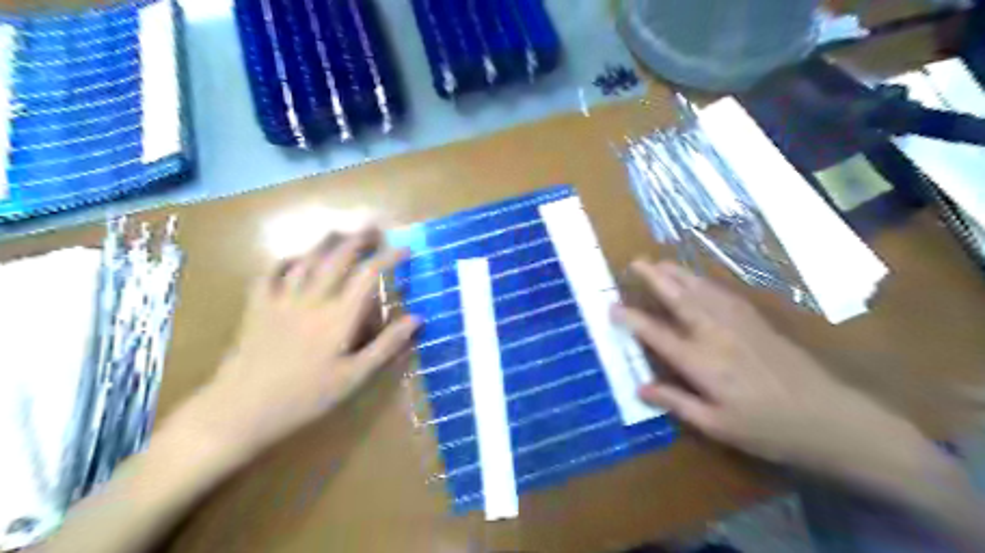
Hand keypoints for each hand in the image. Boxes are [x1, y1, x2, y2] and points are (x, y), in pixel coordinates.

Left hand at [180, 232, 417, 458]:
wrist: (240, 410)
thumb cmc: (304, 397)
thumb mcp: (354, 378)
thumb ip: (386, 346)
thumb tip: (417, 318)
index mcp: (338, 316)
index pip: (369, 275)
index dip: (389, 257)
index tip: (405, 249)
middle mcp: (312, 299)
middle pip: (338, 258)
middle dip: (359, 239)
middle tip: (375, 228)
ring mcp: (281, 300)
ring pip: (306, 259)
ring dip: (326, 242)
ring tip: (341, 232)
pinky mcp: (257, 307)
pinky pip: (270, 273)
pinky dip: (285, 260)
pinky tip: (294, 258)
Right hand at [614, 258, 932, 479]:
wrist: (831, 418)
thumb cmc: (769, 429)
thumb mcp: (718, 426)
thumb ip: (677, 403)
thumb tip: (641, 388)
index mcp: (702, 363)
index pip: (657, 334)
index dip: (632, 319)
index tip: (612, 307)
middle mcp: (715, 335)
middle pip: (679, 299)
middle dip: (655, 278)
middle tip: (635, 262)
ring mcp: (738, 323)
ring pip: (700, 290)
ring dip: (677, 273)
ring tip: (658, 262)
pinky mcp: (756, 321)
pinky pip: (722, 293)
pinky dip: (703, 281)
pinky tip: (696, 279)